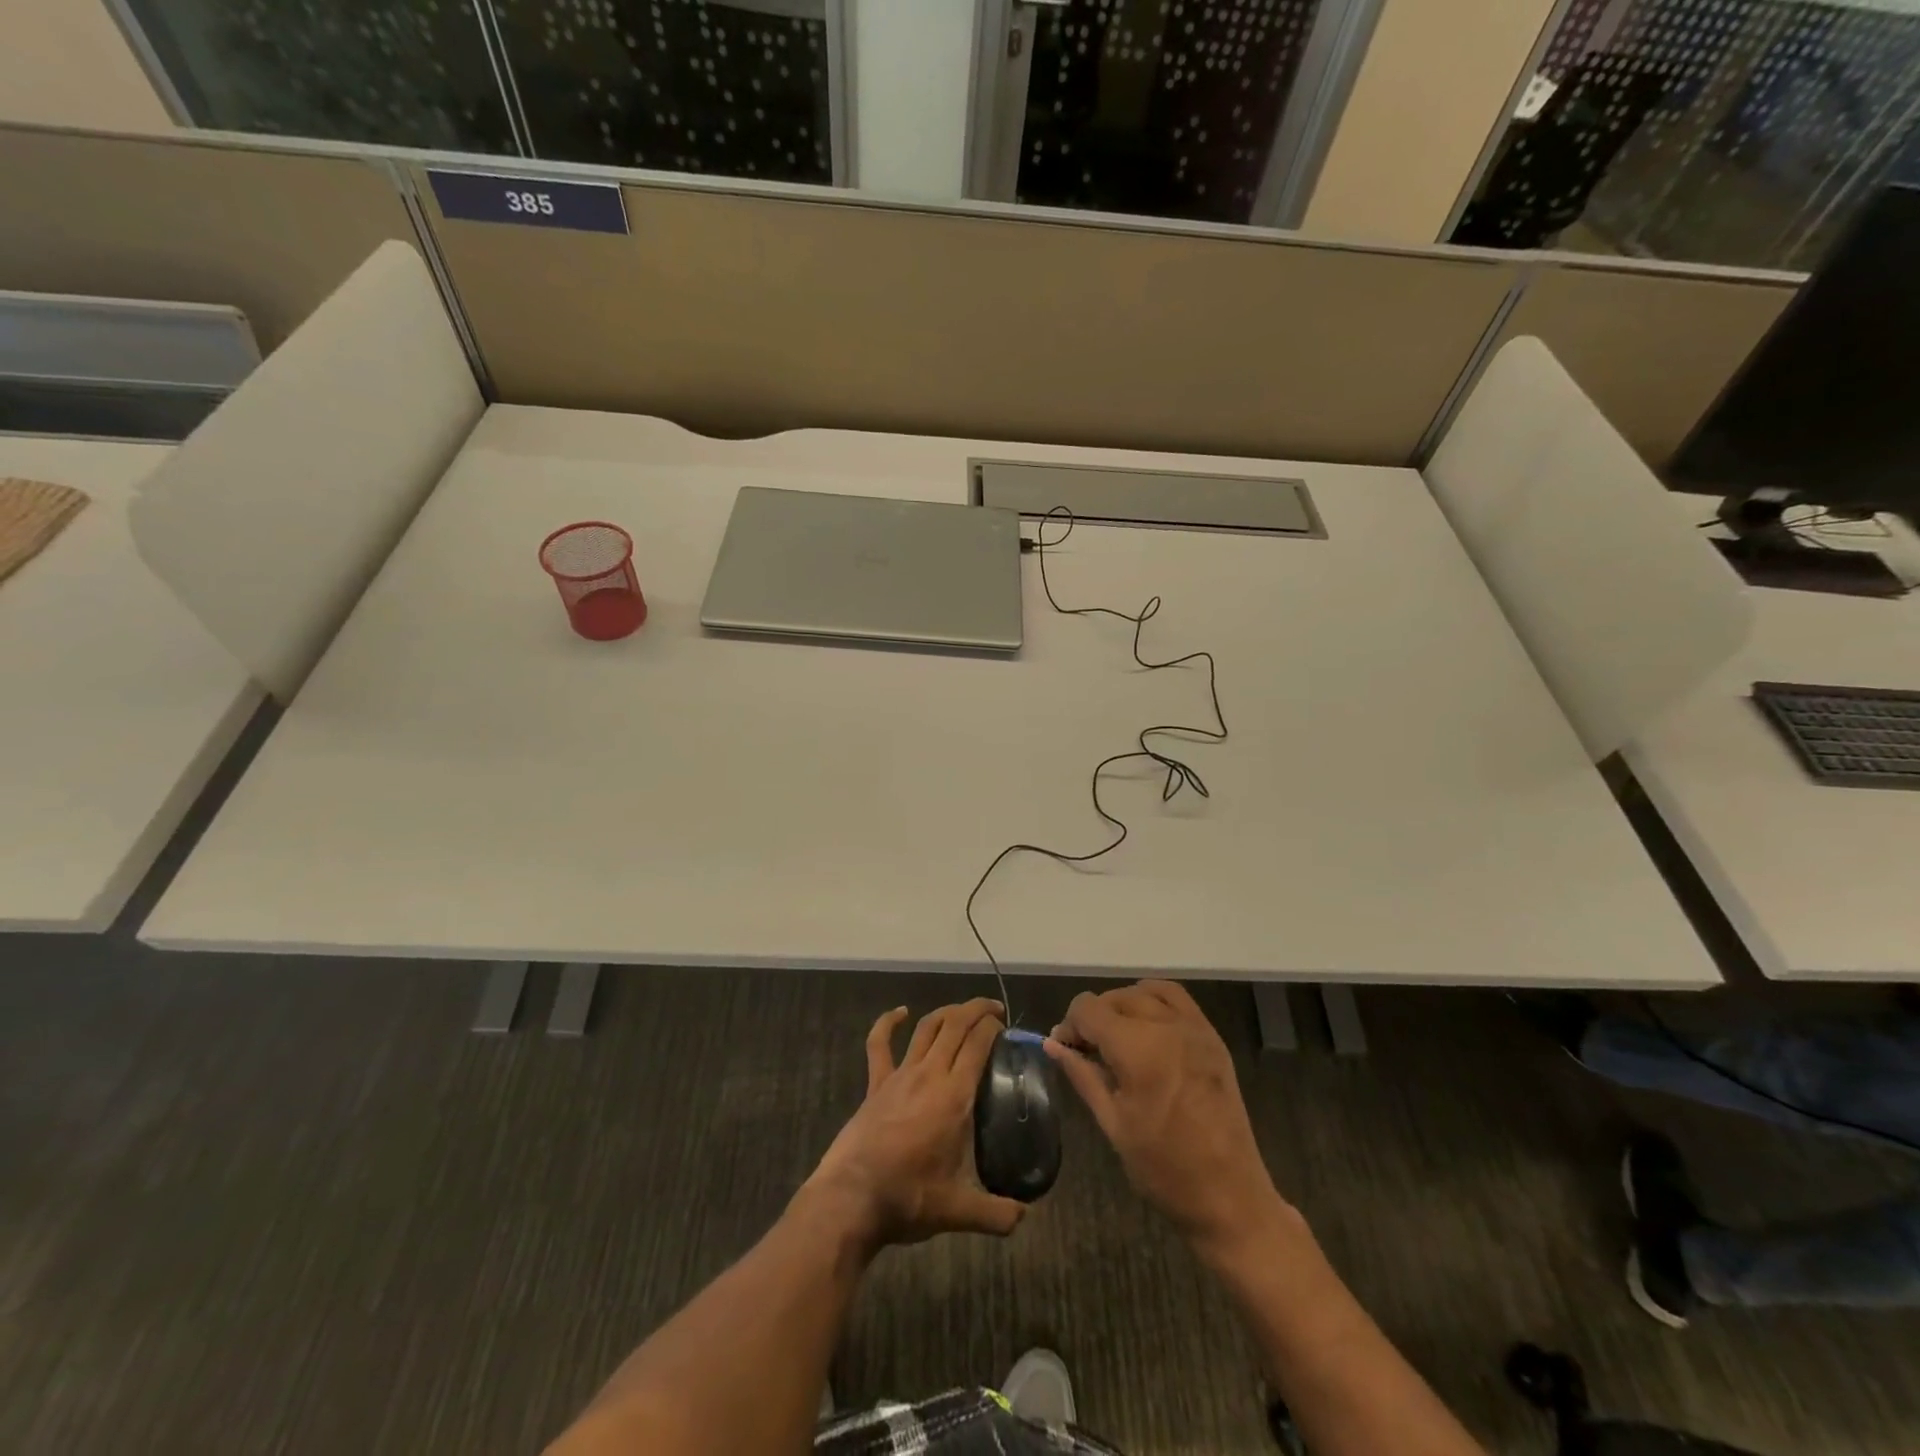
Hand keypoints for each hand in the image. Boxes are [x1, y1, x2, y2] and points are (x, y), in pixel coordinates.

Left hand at [804, 998, 1027, 1248]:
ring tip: (962, 1011)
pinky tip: (900, 1012)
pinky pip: (879, 1044)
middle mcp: (929, 1074)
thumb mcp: (958, 1211)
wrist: (851, 1199)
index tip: (1005, 1027)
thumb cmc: (907, 1198)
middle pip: (955, 1025)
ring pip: (926, 1028)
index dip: (993, 1027)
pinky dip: (888, 1022)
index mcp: (954, 1096)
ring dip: (946, 1012)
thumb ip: (996, 1214)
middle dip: (976, 1010)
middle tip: (995, 1010)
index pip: (978, 1044)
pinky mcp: (876, 1084)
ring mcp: (899, 1075)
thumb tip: (1024, 1218)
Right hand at [1046, 981, 1283, 1255]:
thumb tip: (1053, 1045)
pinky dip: (1154, 1001)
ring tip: (1116, 1037)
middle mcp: (1167, 1027)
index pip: (1088, 1009)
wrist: (1231, 1197)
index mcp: (1138, 1050)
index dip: (1070, 1025)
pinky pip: (1177, 998)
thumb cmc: (1165, 1169)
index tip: (1065, 1051)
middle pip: (1115, 997)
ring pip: (1145, 991)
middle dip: (1093, 1018)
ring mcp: (1195, 1028)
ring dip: (1122, 1005)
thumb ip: (1082, 1075)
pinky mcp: (1212, 1038)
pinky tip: (1147, 1029)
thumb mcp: (1113, 1124)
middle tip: (1086, 1051)